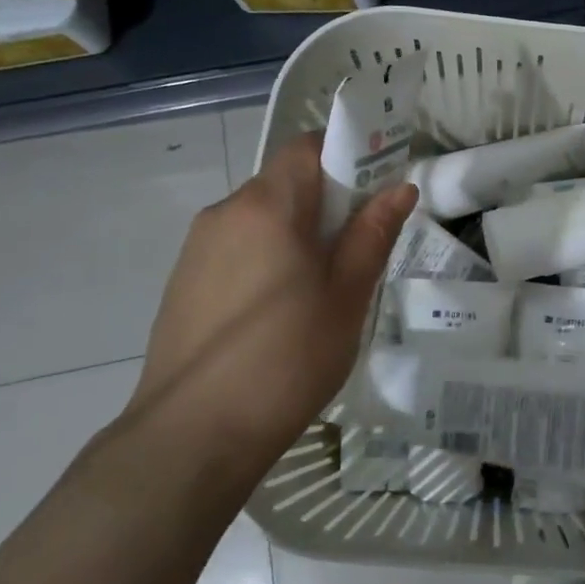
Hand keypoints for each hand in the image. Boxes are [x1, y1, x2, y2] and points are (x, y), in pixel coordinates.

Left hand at [128, 131, 416, 474]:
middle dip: (328, 202)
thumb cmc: (287, 358)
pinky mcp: (184, 282)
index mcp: (267, 206)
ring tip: (321, 289)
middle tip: (358, 250)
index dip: (346, 156)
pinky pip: (238, 249)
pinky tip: (280, 312)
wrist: (193, 436)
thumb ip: (373, 234)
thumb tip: (400, 187)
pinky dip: (268, 259)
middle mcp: (225, 212)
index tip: (375, 192)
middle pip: (285, 184)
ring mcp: (197, 248)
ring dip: (297, 234)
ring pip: (262, 219)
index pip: (307, 147)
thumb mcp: (347, 295)